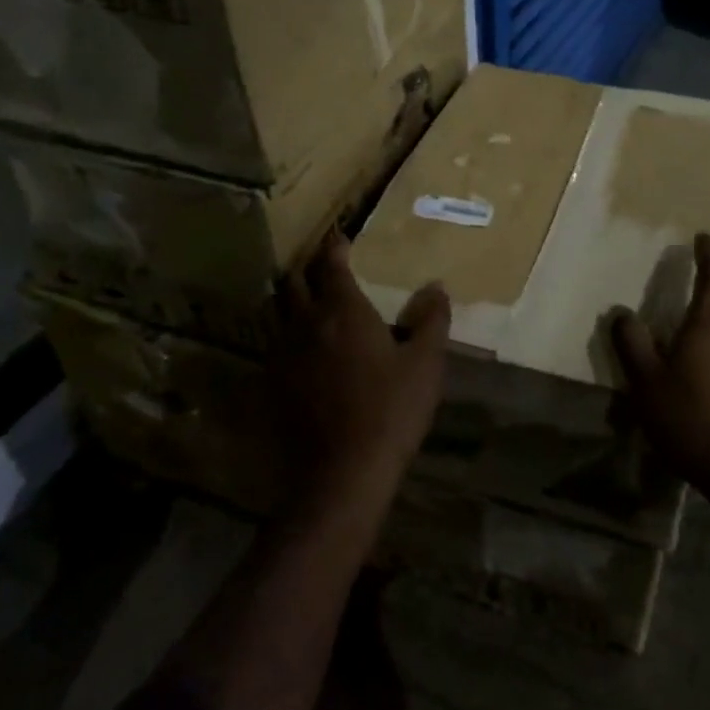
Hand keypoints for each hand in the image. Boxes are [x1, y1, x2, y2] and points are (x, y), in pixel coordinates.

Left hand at [271, 232, 450, 504]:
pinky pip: (277, 344)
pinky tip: (305, 349)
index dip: (335, 246)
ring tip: (311, 300)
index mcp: (342, 310)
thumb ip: (432, 320)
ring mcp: (283, 355)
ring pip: (279, 312)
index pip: (331, 264)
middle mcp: (306, 324)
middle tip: (323, 264)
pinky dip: (289, 334)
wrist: (342, 474)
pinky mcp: (274, 384)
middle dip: (308, 267)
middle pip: (295, 282)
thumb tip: (436, 287)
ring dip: (293, 299)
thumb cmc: (390, 410)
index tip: (341, 235)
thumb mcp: (425, 364)